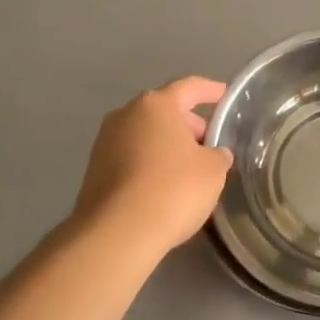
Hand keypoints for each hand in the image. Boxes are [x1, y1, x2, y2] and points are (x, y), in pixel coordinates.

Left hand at [73, 77, 232, 257]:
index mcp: (157, 105)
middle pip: (164, 111)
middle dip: (189, 124)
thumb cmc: (173, 189)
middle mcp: (126, 115)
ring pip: (146, 134)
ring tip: (190, 168)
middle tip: (210, 143)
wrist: (118, 232)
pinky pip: (132, 157)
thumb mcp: (212, 171)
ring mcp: (105, 142)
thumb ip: (218, 155)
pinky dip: (150, 163)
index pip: (190, 88)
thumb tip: (214, 153)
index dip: (210, 90)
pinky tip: (165, 185)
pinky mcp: (95, 169)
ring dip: (168, 145)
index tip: (225, 95)